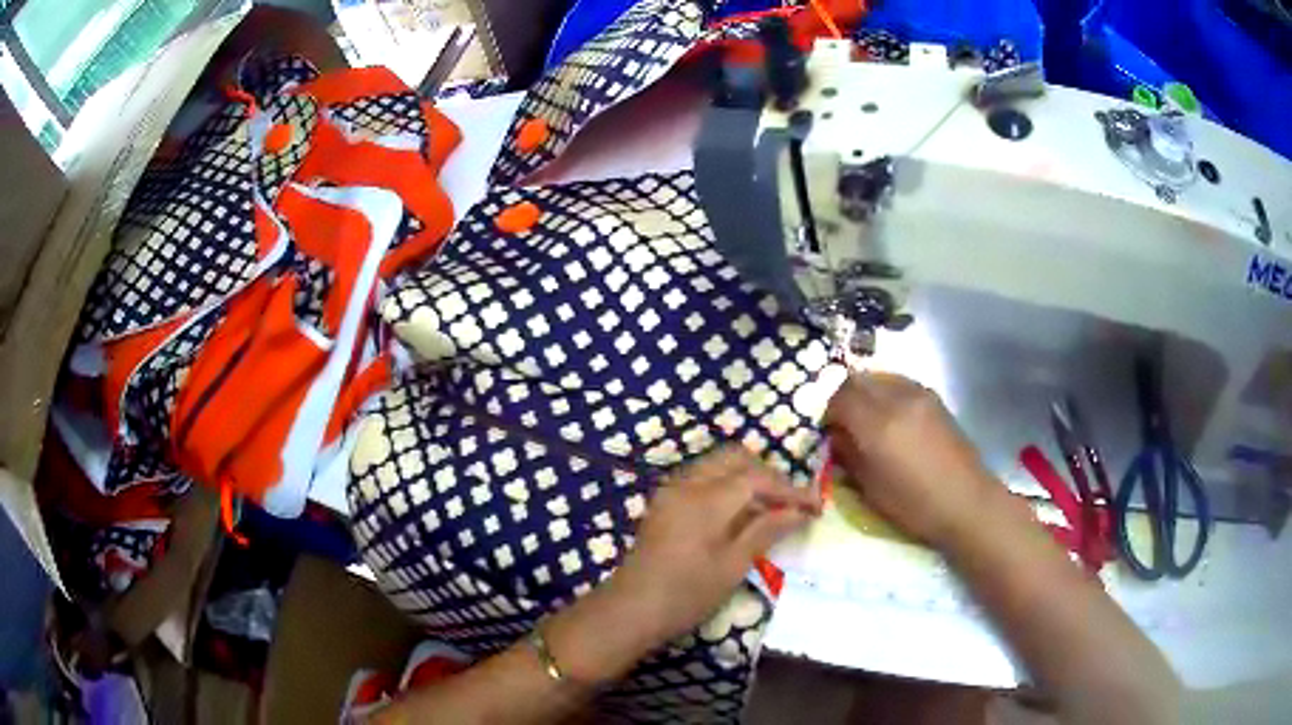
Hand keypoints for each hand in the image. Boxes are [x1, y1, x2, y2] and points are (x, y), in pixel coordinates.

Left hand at [607, 446, 819, 646]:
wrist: (631, 609)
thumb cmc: (687, 593)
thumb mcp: (733, 565)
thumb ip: (766, 530)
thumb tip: (798, 511)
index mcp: (707, 498)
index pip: (758, 478)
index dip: (790, 489)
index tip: (815, 506)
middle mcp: (688, 483)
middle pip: (735, 459)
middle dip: (767, 475)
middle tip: (790, 503)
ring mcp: (671, 491)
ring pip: (717, 465)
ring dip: (746, 477)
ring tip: (768, 507)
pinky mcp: (663, 503)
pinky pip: (701, 478)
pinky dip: (725, 484)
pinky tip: (738, 512)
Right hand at [823, 372, 1001, 545]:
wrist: (965, 501)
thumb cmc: (914, 505)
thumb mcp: (869, 488)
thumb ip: (848, 454)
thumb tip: (835, 436)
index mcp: (878, 424)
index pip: (838, 397)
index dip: (826, 411)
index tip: (826, 430)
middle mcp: (897, 399)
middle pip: (856, 380)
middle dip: (843, 397)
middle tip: (841, 422)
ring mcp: (918, 393)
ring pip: (878, 378)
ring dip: (865, 393)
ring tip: (866, 419)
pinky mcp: (933, 397)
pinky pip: (899, 383)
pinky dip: (885, 393)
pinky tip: (890, 417)